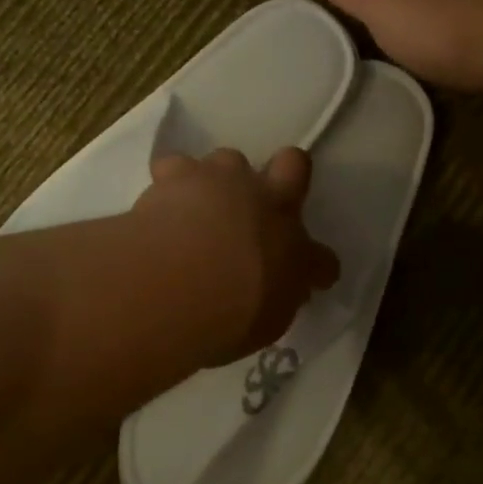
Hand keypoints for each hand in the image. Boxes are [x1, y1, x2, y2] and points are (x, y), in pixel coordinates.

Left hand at [134, 147, 339, 364]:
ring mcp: (222, 180)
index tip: (308, 277)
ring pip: (231, 159)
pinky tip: (160, 204)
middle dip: (285, 176)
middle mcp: (266, 203)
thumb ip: (275, 300)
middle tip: (260, 207)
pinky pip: (175, 167)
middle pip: (293, 165)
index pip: (322, 258)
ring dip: (222, 180)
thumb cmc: (226, 317)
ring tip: (200, 207)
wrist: (176, 282)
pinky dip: (170, 183)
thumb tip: (278, 291)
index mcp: (294, 249)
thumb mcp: (264, 324)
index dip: (318, 265)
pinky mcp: (177, 175)